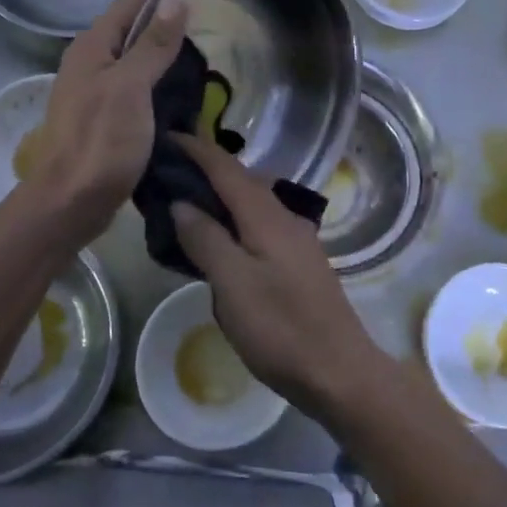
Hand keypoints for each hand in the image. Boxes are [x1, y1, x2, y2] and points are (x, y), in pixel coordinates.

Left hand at [25, 0, 188, 238]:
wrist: (71, 202)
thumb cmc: (99, 142)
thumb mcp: (130, 88)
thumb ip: (152, 44)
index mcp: (93, 47)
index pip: (132, 0)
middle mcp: (91, 61)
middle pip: (131, 23)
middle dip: (164, 6)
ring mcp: (97, 89)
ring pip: (135, 52)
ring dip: (162, 39)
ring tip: (198, 30)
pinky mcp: (106, 114)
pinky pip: (138, 79)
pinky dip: (160, 70)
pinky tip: (180, 77)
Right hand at [169, 133, 387, 420]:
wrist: (338, 371)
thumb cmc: (280, 328)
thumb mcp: (232, 284)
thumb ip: (206, 239)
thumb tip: (182, 203)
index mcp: (267, 217)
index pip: (227, 169)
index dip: (197, 149)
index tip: (167, 135)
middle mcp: (285, 218)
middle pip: (242, 180)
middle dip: (207, 168)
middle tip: (168, 168)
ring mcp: (296, 240)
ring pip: (252, 203)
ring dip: (221, 194)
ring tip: (186, 199)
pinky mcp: (299, 262)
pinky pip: (259, 225)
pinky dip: (234, 220)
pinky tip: (220, 238)